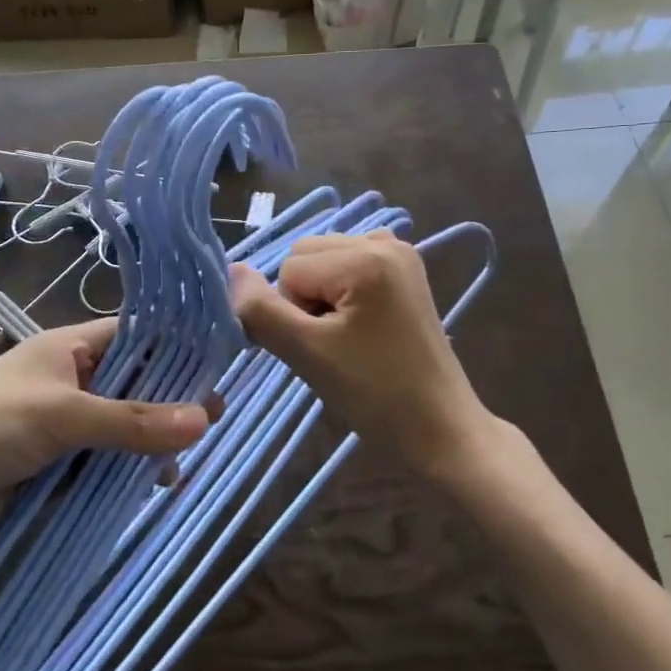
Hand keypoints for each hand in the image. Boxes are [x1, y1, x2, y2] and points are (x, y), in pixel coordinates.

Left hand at [0, 319, 209, 573]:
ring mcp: (63, 429)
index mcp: (68, 349)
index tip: (219, 364)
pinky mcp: (56, 472)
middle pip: (134, 385)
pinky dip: (130, 474)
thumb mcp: (63, 414)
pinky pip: (105, 467)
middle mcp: (70, 383)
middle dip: (170, 400)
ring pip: (123, 430)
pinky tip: (157, 485)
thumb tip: (205, 419)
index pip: (134, 336)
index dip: (175, 347)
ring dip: (152, 442)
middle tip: (214, 418)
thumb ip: (133, 420)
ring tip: (186, 458)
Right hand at [231, 231, 506, 489]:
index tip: (323, 349)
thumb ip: (261, 310)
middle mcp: (385, 241)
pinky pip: (349, 266)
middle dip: (306, 300)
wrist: (440, 429)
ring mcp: (400, 253)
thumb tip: (230, 271)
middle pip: (305, 257)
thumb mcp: (307, 353)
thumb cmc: (374, 395)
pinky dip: (343, 291)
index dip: (292, 314)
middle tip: (335, 345)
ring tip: (349, 338)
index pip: (288, 269)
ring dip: (322, 298)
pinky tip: (361, 324)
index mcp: (366, 256)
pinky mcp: (406, 271)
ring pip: (323, 262)